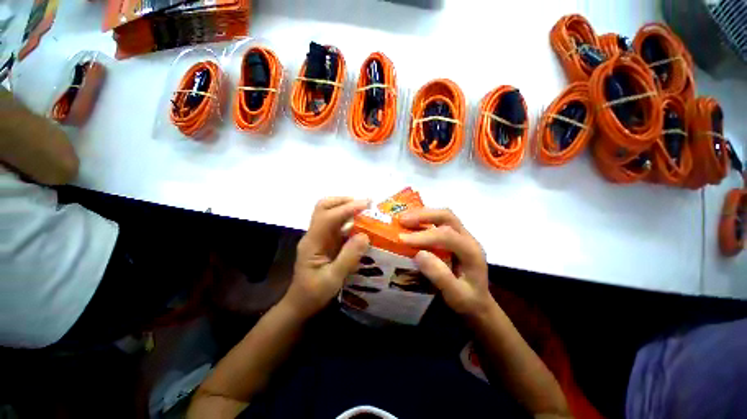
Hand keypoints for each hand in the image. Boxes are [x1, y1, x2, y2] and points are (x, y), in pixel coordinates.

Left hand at [283, 197, 370, 318]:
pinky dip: (349, 220)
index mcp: (312, 242)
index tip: (366, 205)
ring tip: (365, 210)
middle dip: (343, 201)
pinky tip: (360, 224)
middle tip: (364, 204)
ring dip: (346, 208)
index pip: (328, 217)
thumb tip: (365, 236)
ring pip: (330, 213)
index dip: (347, 208)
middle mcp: (314, 235)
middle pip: (323, 207)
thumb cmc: (313, 293)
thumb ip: (348, 258)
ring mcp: (319, 237)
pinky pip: (337, 225)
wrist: (300, 304)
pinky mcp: (325, 241)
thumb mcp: (333, 279)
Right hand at [399, 209, 492, 319]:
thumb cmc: (468, 301)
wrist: (479, 302)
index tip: (403, 239)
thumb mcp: (455, 296)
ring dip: (422, 214)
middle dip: (423, 216)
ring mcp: (462, 235)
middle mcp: (468, 238)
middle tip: (402, 220)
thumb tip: (419, 254)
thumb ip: (440, 276)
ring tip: (403, 218)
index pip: (447, 236)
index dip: (424, 236)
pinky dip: (424, 218)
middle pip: (447, 217)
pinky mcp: (454, 236)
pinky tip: (412, 222)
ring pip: (443, 215)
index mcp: (471, 252)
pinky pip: (439, 221)